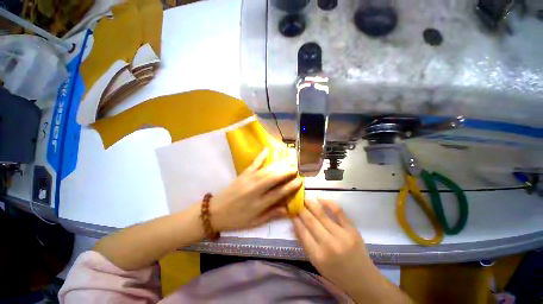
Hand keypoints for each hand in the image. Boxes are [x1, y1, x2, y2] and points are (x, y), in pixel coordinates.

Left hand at [211, 149, 302, 231]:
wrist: (215, 212)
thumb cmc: (236, 219)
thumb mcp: (255, 222)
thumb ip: (272, 214)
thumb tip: (288, 210)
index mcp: (259, 204)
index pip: (279, 193)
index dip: (291, 186)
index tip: (300, 181)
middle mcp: (256, 190)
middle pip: (274, 178)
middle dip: (287, 172)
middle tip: (296, 169)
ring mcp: (249, 180)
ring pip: (267, 171)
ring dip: (279, 166)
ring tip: (288, 163)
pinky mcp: (243, 174)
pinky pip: (254, 163)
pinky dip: (261, 156)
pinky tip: (267, 149)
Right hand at [293, 198, 375, 299]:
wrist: (362, 277)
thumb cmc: (335, 272)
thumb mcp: (316, 262)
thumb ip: (304, 243)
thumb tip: (294, 224)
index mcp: (318, 255)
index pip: (302, 232)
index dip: (295, 219)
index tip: (291, 210)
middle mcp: (328, 244)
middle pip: (310, 221)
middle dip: (301, 209)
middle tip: (296, 201)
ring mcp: (341, 235)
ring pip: (321, 214)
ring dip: (310, 204)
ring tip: (304, 197)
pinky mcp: (352, 229)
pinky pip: (338, 211)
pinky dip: (328, 202)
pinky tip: (319, 198)